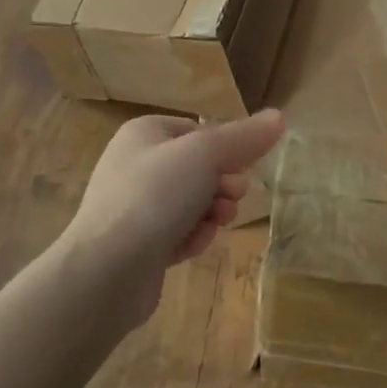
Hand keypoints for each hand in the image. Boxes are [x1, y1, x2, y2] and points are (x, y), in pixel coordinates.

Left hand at [59, 109, 284, 324]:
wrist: (107, 270)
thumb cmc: (155, 196)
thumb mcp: (206, 155)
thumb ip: (244, 137)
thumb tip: (279, 116)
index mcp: (144, 133)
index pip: (198, 131)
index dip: (226, 148)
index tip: (243, 168)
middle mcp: (134, 164)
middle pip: (196, 168)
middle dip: (222, 184)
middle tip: (234, 198)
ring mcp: (132, 207)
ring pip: (189, 202)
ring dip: (211, 212)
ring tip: (218, 223)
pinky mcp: (136, 245)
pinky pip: (175, 232)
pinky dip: (191, 237)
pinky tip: (194, 247)